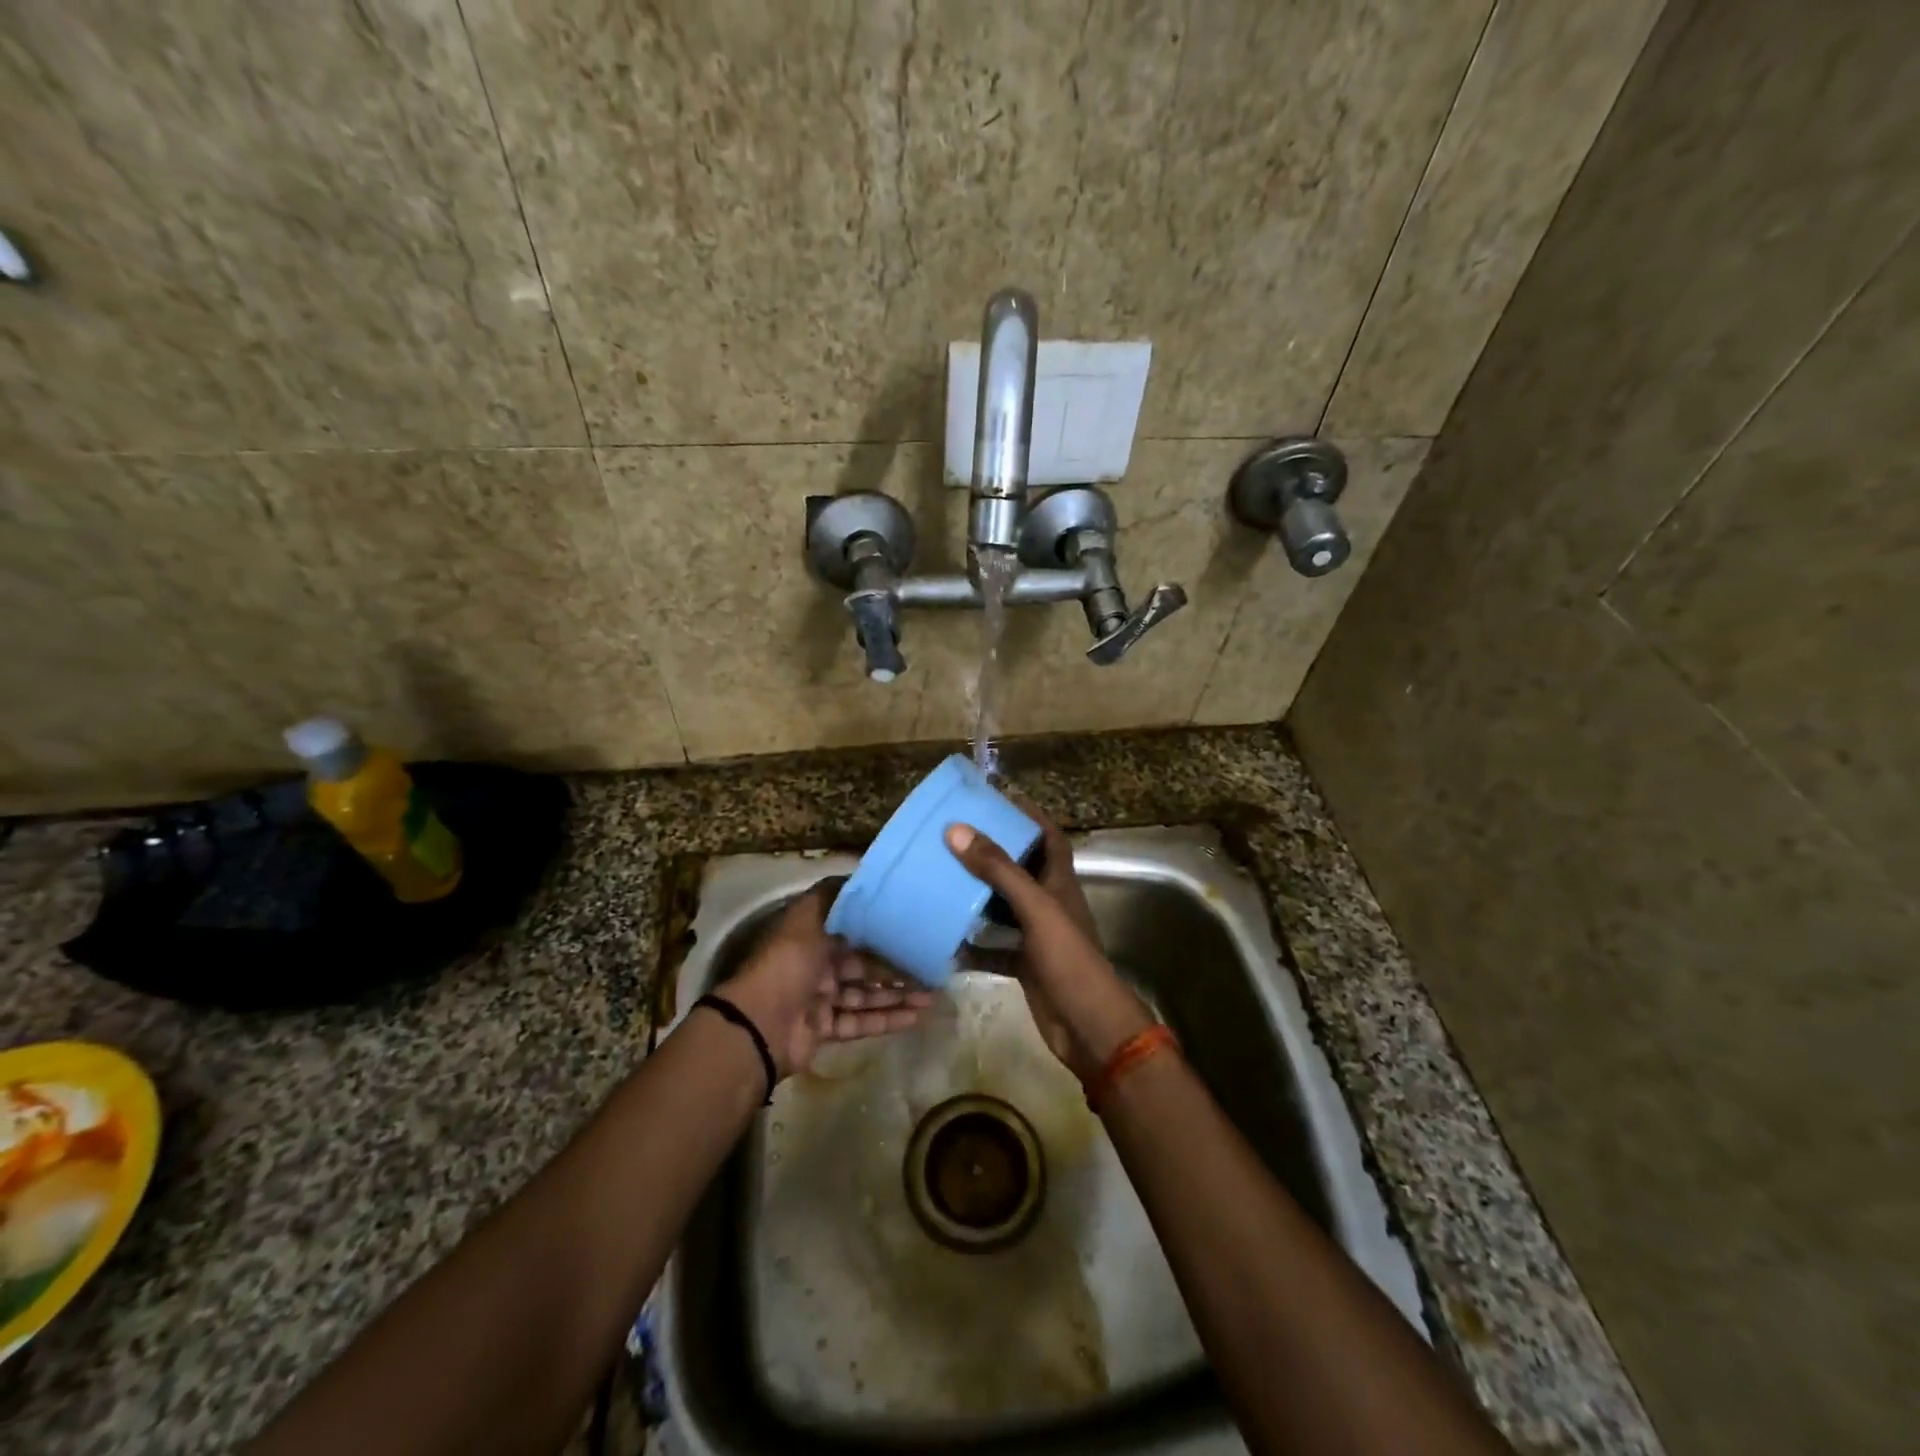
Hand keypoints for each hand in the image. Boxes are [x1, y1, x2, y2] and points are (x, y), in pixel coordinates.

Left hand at [715, 879, 933, 1078]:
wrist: (759, 1025)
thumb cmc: (787, 964)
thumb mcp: (808, 918)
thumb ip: (834, 897)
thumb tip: (860, 875)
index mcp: (811, 934)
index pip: (854, 929)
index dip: (883, 929)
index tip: (915, 926)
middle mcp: (816, 963)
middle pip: (864, 963)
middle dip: (897, 965)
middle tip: (932, 966)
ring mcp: (820, 998)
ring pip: (866, 993)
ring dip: (898, 994)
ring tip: (932, 995)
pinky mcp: (824, 1029)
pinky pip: (860, 1021)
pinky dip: (887, 1019)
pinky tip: (916, 1017)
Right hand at [946, 815, 1154, 1082]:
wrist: (1087, 1026)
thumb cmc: (1067, 958)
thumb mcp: (1035, 908)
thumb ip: (998, 870)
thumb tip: (956, 830)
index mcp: (1060, 883)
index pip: (1049, 837)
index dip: (1030, 816)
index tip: (999, 800)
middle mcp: (1050, 904)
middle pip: (1022, 869)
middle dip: (993, 853)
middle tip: (956, 838)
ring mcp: (1038, 936)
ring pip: (1004, 908)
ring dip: (978, 896)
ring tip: (943, 878)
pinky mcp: (1025, 964)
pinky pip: (994, 948)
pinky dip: (973, 945)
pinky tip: (946, 941)